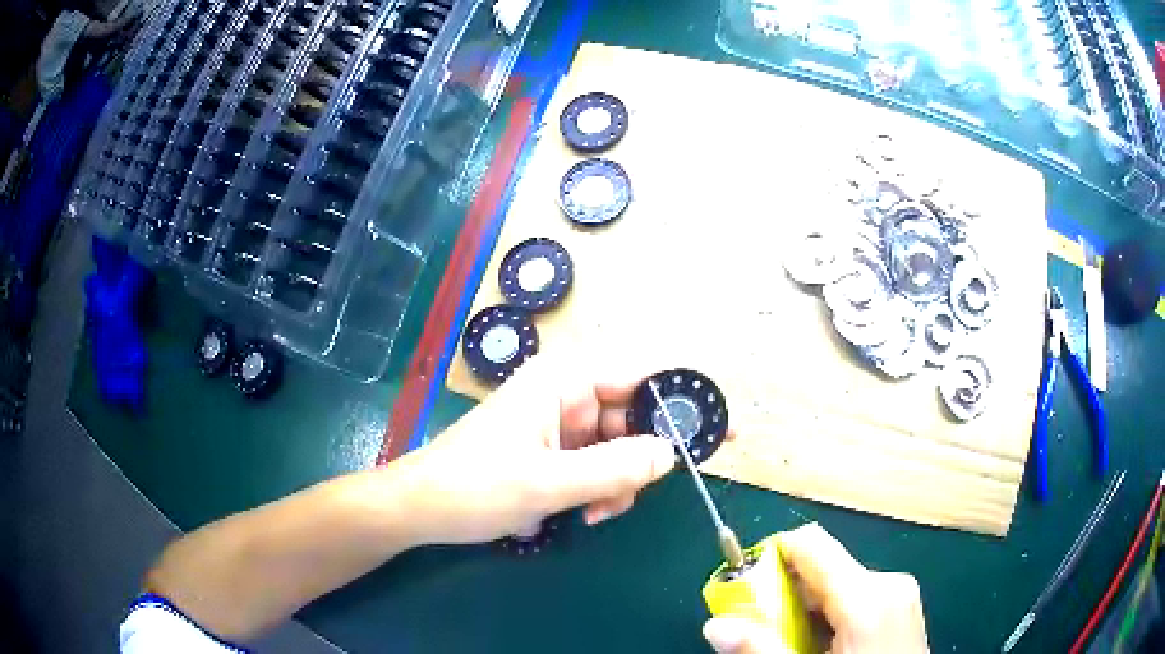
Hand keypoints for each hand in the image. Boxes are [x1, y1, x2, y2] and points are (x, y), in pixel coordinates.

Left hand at [389, 349, 676, 545]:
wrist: (423, 509)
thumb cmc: (474, 487)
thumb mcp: (548, 483)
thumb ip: (614, 468)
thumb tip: (672, 453)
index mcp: (564, 380)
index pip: (642, 375)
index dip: (685, 399)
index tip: (721, 429)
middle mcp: (567, 394)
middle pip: (635, 417)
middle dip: (643, 459)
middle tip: (639, 494)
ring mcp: (560, 423)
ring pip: (620, 447)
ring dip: (619, 482)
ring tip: (594, 512)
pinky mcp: (554, 450)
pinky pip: (599, 465)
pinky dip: (601, 490)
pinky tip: (581, 512)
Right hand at [703, 523, 928, 653]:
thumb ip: (762, 650)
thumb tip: (715, 626)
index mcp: (869, 597)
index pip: (810, 544)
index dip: (770, 557)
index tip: (744, 590)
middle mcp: (889, 583)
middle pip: (822, 568)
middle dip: (785, 596)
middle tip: (764, 632)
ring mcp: (900, 594)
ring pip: (837, 585)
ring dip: (806, 611)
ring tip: (794, 647)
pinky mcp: (902, 607)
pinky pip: (856, 598)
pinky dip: (829, 617)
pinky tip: (823, 648)